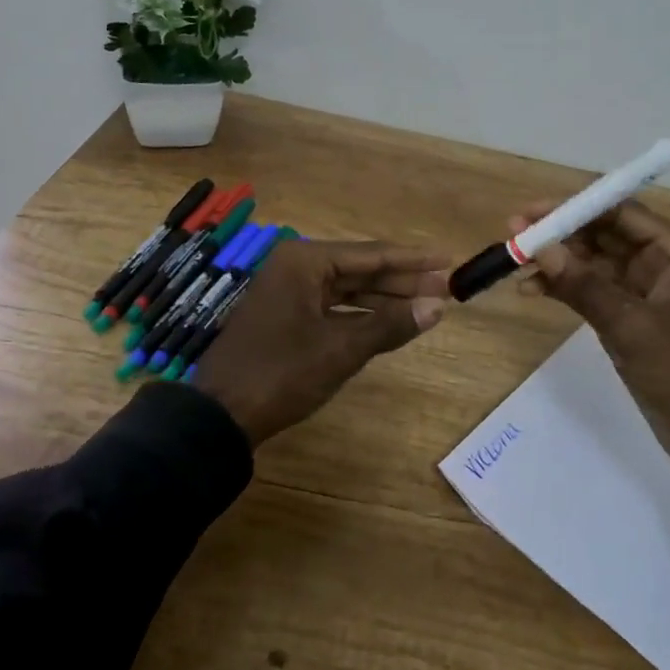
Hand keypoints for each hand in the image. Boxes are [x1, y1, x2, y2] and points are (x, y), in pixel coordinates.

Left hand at [193, 240, 450, 447]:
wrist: (220, 415)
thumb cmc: (281, 373)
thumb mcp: (341, 349)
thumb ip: (390, 325)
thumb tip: (437, 307)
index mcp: (305, 260)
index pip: (372, 254)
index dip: (413, 260)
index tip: (449, 261)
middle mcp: (296, 267)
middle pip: (362, 269)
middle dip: (404, 280)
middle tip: (447, 287)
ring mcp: (289, 291)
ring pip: (349, 289)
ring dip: (386, 299)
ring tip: (428, 305)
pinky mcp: (287, 316)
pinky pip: (334, 307)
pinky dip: (362, 315)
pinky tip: (390, 322)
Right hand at [511, 199, 669, 543]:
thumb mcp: (631, 326)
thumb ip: (583, 285)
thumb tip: (539, 247)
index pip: (621, 213)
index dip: (575, 208)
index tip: (531, 212)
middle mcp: (662, 264)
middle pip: (604, 234)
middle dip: (560, 233)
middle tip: (514, 234)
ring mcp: (645, 293)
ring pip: (594, 263)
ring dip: (557, 262)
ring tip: (515, 263)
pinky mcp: (631, 320)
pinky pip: (592, 292)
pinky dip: (564, 289)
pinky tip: (532, 290)